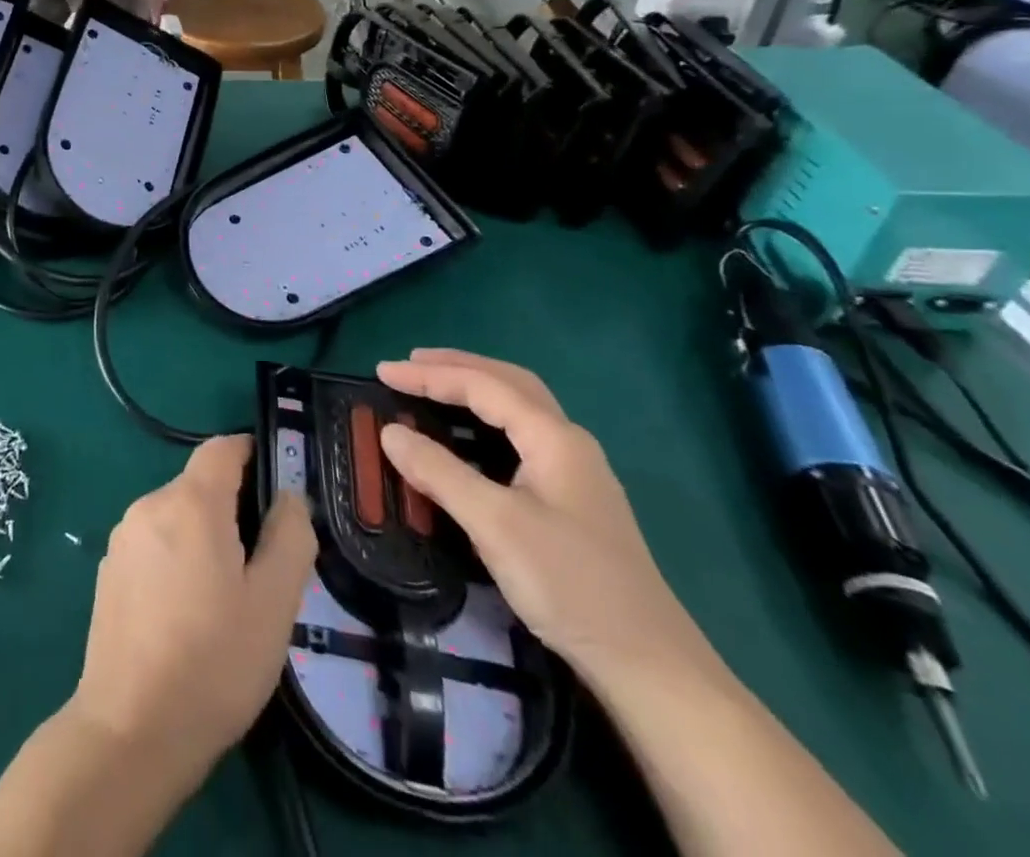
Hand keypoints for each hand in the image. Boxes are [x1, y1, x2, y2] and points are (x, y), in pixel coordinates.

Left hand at [70, 436, 315, 782]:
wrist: (131, 730)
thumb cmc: (213, 662)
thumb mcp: (273, 603)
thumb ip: (289, 537)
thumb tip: (288, 496)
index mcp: (190, 503)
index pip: (221, 448)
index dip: (252, 454)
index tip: (277, 487)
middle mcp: (149, 505)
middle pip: (200, 485)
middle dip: (234, 508)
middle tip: (263, 564)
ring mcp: (123, 537)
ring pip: (176, 516)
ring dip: (205, 536)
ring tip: (228, 596)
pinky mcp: (109, 569)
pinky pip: (153, 542)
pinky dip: (177, 557)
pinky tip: (189, 612)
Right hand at [378, 350, 714, 689]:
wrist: (648, 666)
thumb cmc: (569, 583)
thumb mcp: (494, 524)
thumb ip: (439, 472)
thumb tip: (390, 432)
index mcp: (554, 438)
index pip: (483, 386)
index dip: (429, 375)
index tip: (381, 372)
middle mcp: (568, 443)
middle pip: (509, 383)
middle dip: (457, 367)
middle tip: (410, 363)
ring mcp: (574, 473)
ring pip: (519, 409)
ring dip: (474, 390)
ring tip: (432, 388)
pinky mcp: (571, 501)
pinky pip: (520, 438)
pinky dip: (486, 420)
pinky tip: (469, 438)